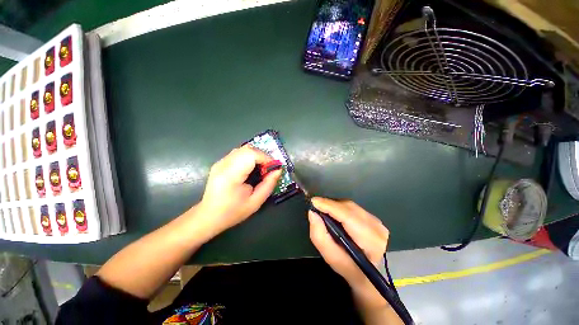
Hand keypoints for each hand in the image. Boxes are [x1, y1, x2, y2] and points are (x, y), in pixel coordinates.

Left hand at [197, 145, 281, 236]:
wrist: (209, 216)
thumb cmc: (233, 212)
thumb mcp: (255, 202)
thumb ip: (268, 185)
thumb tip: (278, 170)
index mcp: (231, 175)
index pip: (251, 155)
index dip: (266, 158)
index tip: (274, 168)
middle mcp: (224, 164)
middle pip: (247, 149)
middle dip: (262, 156)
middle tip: (268, 168)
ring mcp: (220, 162)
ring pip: (243, 149)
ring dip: (256, 155)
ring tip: (261, 168)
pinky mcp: (220, 162)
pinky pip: (238, 153)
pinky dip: (249, 157)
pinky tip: (251, 168)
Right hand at [308, 197, 389, 307]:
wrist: (367, 273)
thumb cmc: (347, 267)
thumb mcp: (330, 257)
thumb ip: (319, 235)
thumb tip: (312, 213)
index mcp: (370, 242)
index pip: (348, 216)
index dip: (330, 206)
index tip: (314, 201)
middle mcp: (377, 228)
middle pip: (348, 207)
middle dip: (330, 205)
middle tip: (316, 206)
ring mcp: (377, 222)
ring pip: (350, 205)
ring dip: (334, 205)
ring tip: (323, 210)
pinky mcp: (374, 218)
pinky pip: (353, 207)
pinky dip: (340, 207)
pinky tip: (334, 213)